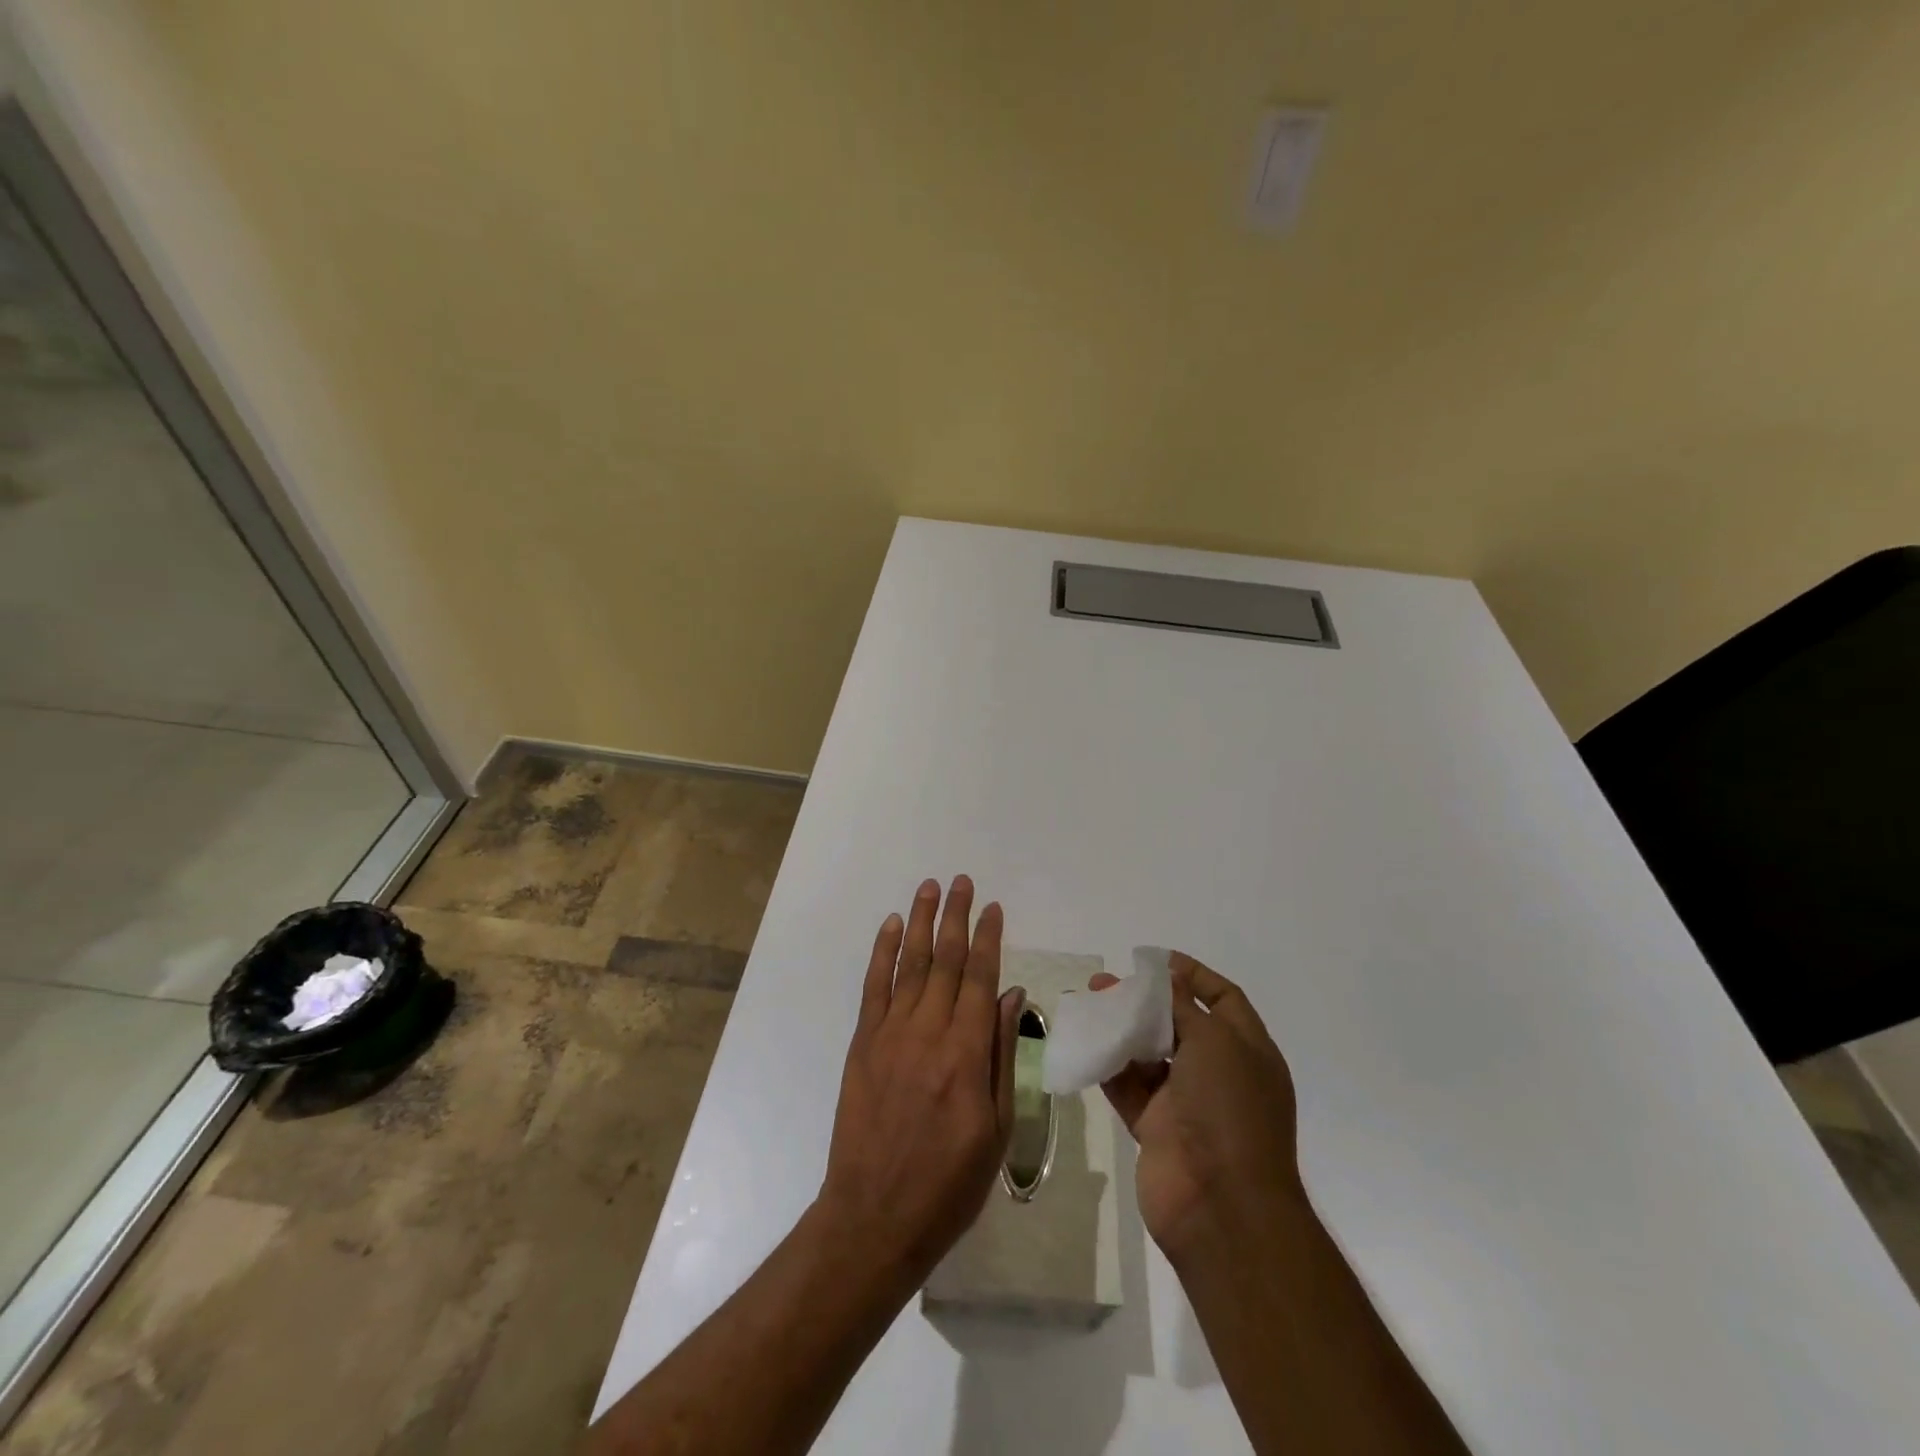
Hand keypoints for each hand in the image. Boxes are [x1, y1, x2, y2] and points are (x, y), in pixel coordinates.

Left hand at [817, 876, 1024, 1286]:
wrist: (874, 1216)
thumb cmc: (948, 1182)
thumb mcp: (996, 1128)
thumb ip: (1003, 1055)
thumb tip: (1012, 996)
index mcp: (966, 1054)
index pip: (981, 979)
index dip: (989, 939)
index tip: (994, 908)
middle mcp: (928, 1032)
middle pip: (946, 961)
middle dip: (957, 917)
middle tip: (963, 882)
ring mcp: (890, 1034)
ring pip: (911, 964)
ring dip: (922, 922)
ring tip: (930, 888)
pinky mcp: (863, 1043)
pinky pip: (874, 987)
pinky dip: (883, 953)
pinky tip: (892, 926)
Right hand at [1093, 952, 1303, 1263]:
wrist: (1222, 1207)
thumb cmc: (1229, 1111)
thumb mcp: (1214, 1043)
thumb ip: (1182, 1006)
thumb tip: (1165, 978)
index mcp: (1248, 1052)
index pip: (1223, 1000)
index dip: (1194, 976)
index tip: (1156, 960)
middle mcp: (1219, 1074)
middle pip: (1179, 1025)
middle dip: (1144, 1001)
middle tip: (1105, 982)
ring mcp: (1186, 1104)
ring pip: (1148, 1055)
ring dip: (1119, 1029)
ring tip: (1086, 1003)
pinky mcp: (1156, 1129)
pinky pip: (1128, 1087)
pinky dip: (1107, 1064)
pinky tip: (1084, 1041)